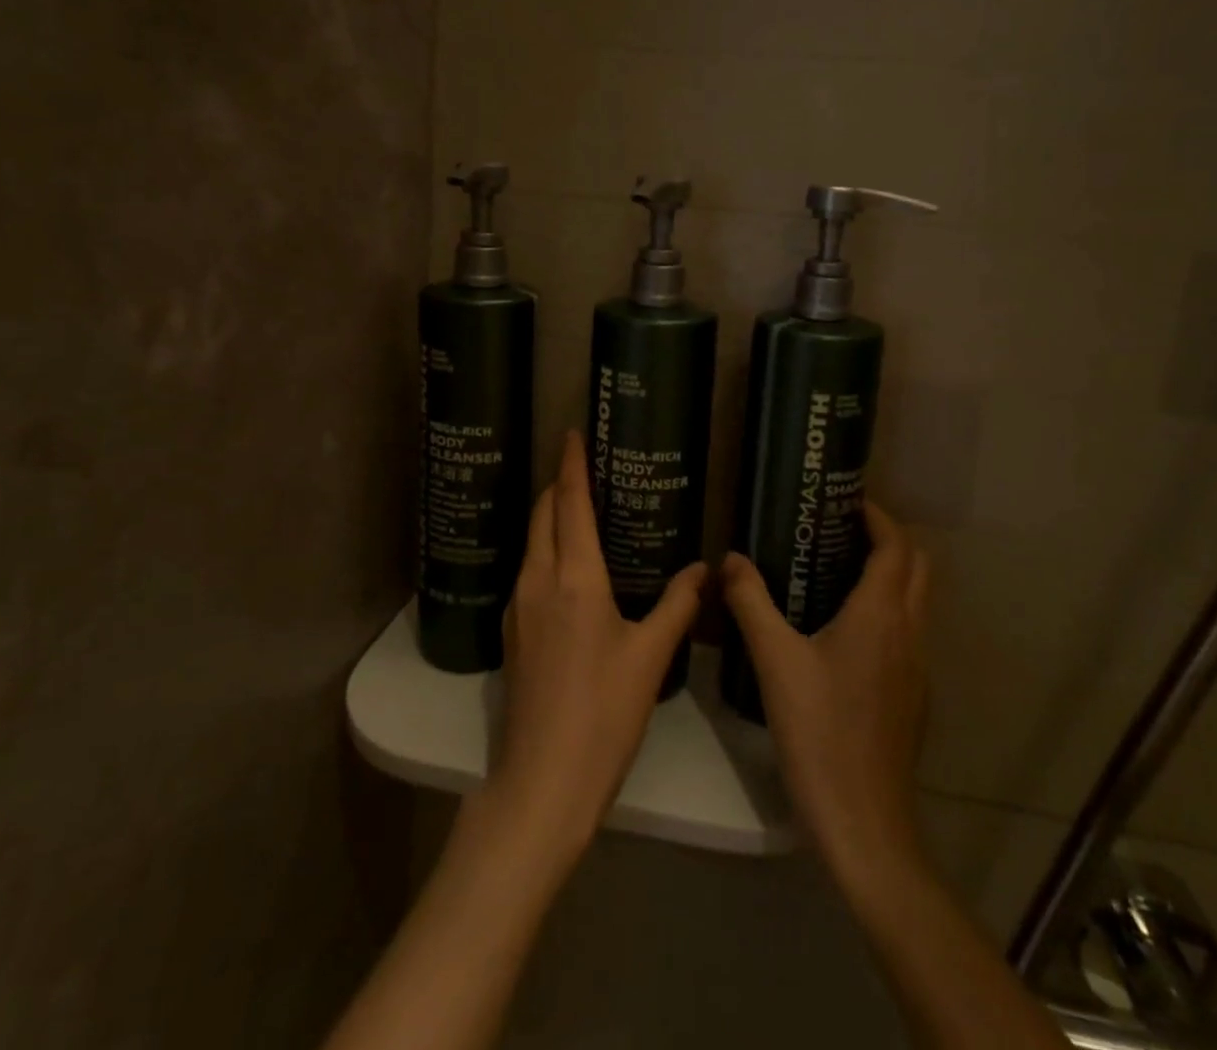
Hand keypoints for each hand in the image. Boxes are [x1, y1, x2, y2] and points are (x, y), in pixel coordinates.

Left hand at [488, 432, 705, 863]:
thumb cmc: (603, 714)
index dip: (571, 464)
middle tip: (584, 468)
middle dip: (558, 485)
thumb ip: (679, 605)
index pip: (568, 502)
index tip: (572, 433)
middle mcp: (538, 580)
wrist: (541, 782)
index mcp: (574, 577)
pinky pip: (529, 572)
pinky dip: (546, 551)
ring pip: (532, 543)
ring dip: (550, 518)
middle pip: (542, 515)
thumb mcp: (650, 656)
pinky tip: (568, 569)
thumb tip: (705, 568)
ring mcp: (517, 607)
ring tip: (580, 511)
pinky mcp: (511, 633)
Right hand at [720, 501, 931, 886]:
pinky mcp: (912, 698)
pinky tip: (843, 631)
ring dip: (891, 575)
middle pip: (917, 568)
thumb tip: (730, 559)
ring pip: (916, 602)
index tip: (848, 501)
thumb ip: (750, 602)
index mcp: (881, 615)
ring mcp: (916, 668)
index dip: (878, 517)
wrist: (863, 822)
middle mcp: (909, 633)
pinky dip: (887, 611)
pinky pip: (907, 634)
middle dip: (889, 540)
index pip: (896, 547)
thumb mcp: (774, 660)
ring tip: (838, 570)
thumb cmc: (819, 731)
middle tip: (842, 529)